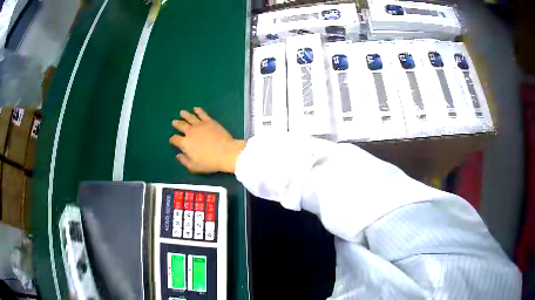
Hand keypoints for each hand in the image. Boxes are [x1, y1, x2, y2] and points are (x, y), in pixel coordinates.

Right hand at [169, 107, 245, 172]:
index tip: (172, 140)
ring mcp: (200, 125)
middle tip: (174, 122)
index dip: (172, 139)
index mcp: (185, 143)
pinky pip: (202, 114)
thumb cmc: (209, 162)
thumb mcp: (194, 166)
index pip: (175, 139)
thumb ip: (184, 161)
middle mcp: (190, 132)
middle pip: (181, 126)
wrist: (226, 153)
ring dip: (185, 115)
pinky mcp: (209, 121)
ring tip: (182, 112)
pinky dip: (198, 110)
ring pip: (190, 117)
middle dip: (177, 124)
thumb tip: (178, 155)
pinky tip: (196, 108)